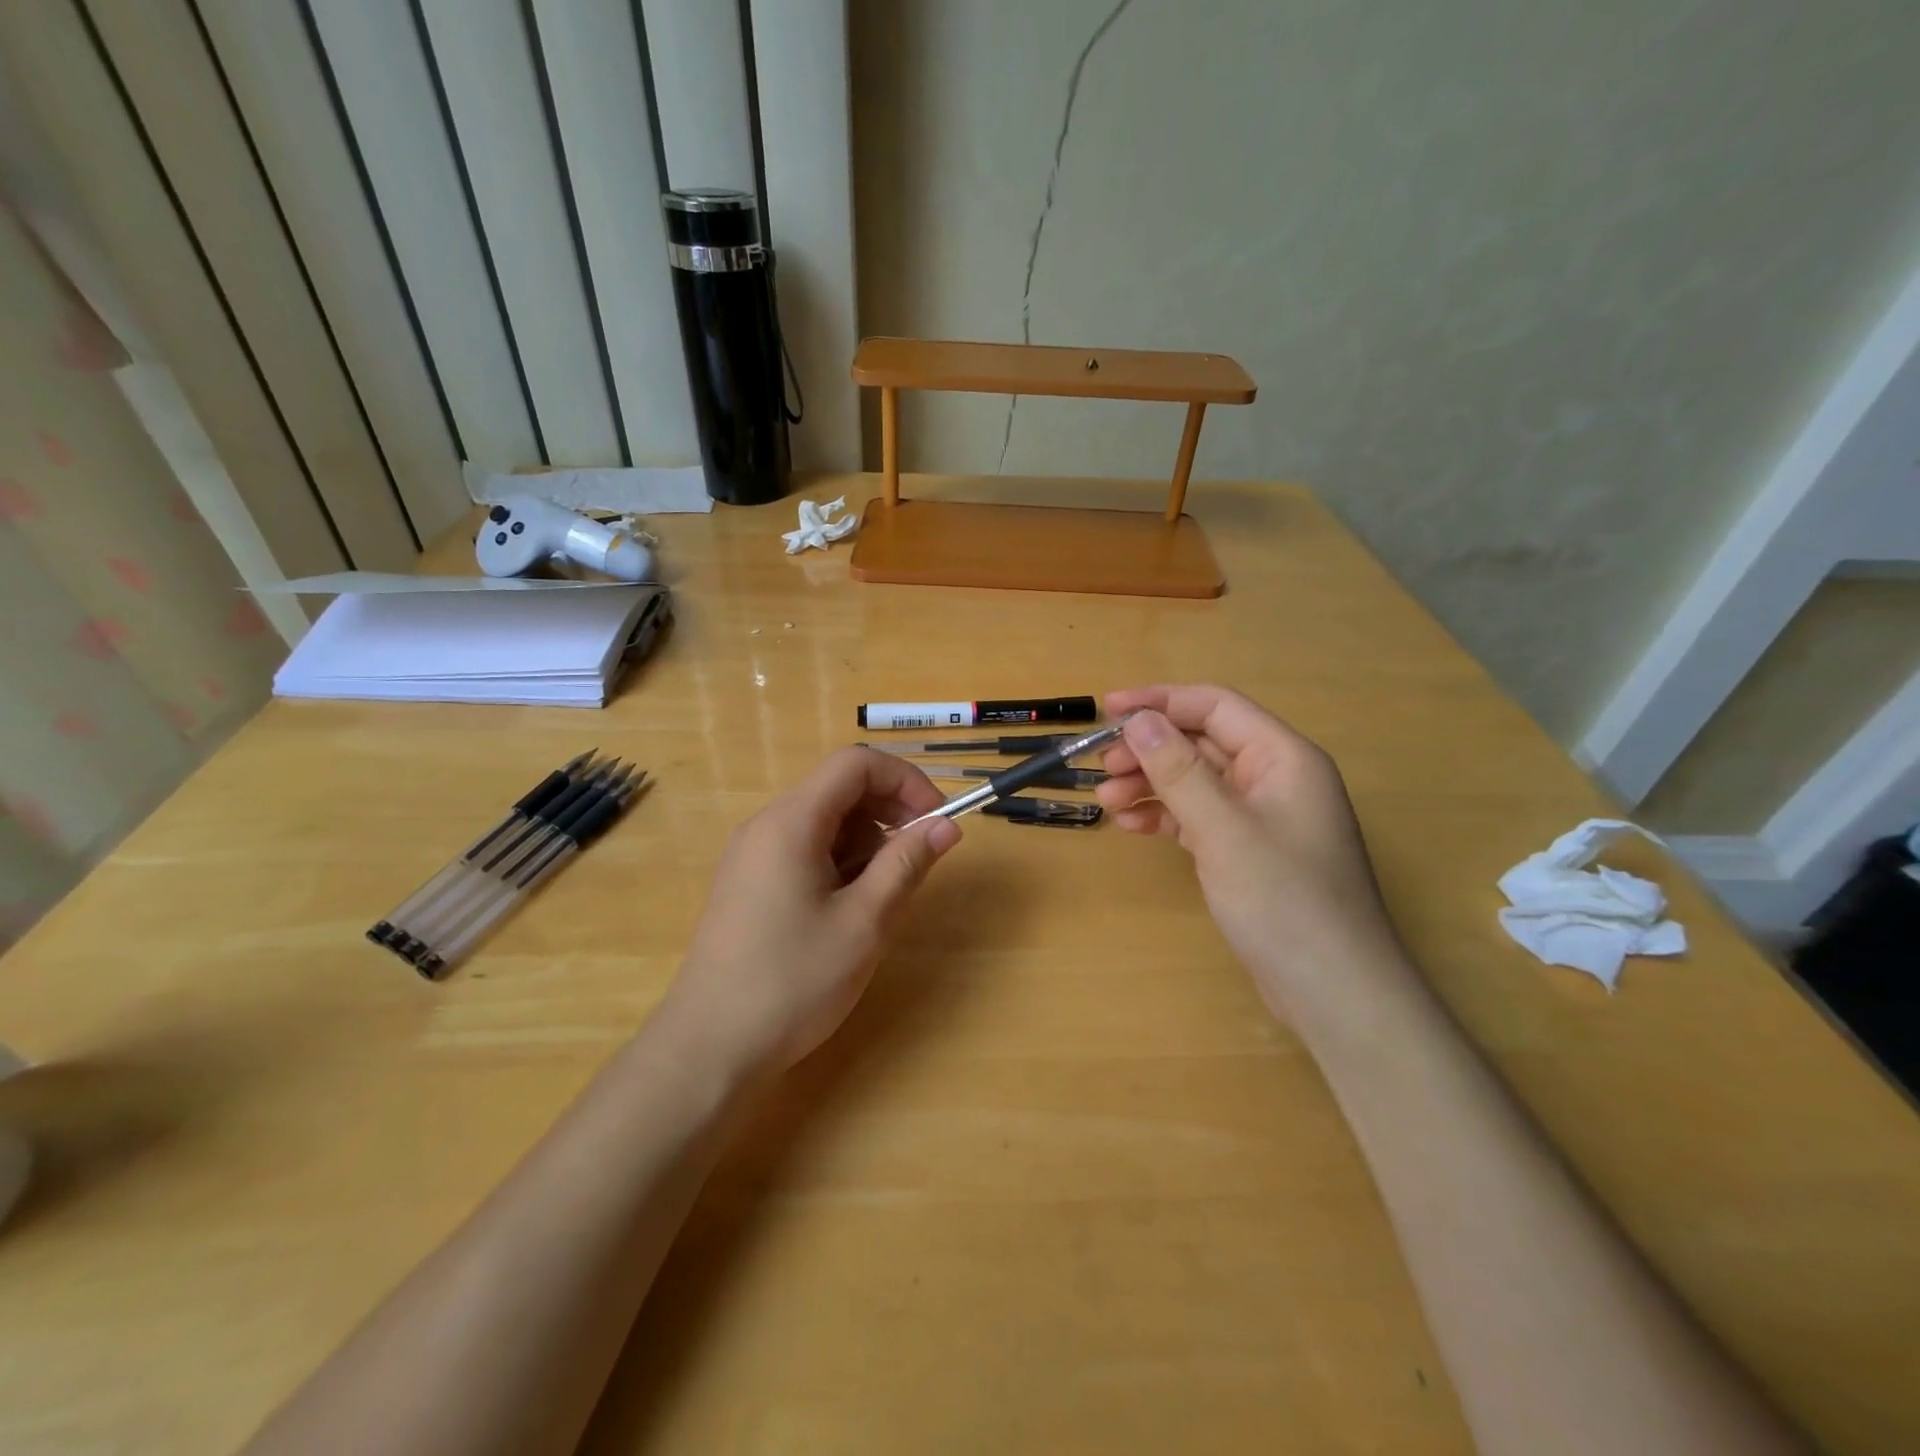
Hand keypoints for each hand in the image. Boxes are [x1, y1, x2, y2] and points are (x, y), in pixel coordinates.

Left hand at [664, 748, 961, 1075]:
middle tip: (920, 857)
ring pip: (825, 821)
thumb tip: (947, 824)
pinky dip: (840, 862)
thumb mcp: (864, 922)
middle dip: (889, 811)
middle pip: (839, 788)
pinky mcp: (750, 883)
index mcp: (792, 822)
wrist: (709, 1049)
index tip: (937, 819)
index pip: (856, 763)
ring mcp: (753, 855)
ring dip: (866, 841)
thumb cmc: (793, 982)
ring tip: (882, 895)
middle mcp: (767, 825)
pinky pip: (805, 849)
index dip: (905, 779)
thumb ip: (907, 863)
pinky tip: (849, 908)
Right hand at [1095, 685, 1408, 1020]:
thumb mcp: (1223, 830)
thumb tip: (1139, 720)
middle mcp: (1273, 777)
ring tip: (1107, 800)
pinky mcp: (1247, 851)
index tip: (1108, 710)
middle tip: (1101, 765)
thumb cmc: (1284, 900)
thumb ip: (1178, 770)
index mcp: (1282, 757)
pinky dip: (1165, 816)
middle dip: (1149, 749)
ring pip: (1196, 781)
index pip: (1215, 707)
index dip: (1160, 702)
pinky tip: (1132, 825)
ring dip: (1151, 783)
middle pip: (1202, 742)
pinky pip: (1199, 816)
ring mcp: (1261, 816)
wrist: (1333, 991)